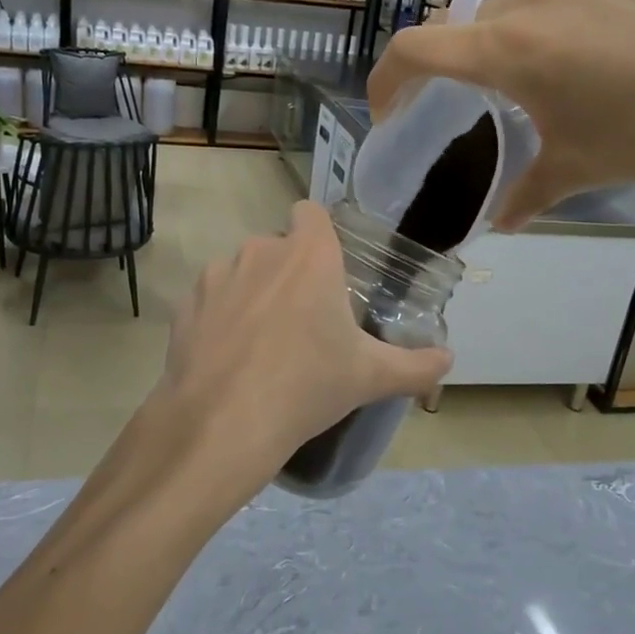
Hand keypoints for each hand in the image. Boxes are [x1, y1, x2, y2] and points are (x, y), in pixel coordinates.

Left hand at [145, 200, 450, 521]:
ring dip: (253, 292)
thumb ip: (415, 365)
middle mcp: (261, 251)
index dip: (318, 233)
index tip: (326, 269)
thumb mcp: (370, 377)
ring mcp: (218, 275)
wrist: (224, 421)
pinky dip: (220, 315)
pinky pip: (210, 298)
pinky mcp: (186, 303)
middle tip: (303, 320)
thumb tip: (448, 360)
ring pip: (241, 270)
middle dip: (289, 272)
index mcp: (309, 256)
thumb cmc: (307, 386)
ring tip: (263, 341)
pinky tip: (228, 355)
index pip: (311, 212)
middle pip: (278, 246)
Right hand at [367, 0, 634, 227]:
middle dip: (440, 64)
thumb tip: (498, 226)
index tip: (388, 111)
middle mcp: (523, 5)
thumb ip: (526, 195)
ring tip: (501, 60)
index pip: (414, 50)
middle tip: (455, 103)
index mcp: (503, 53)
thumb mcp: (579, 169)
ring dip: (484, 30)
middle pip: (455, 26)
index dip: (385, 79)